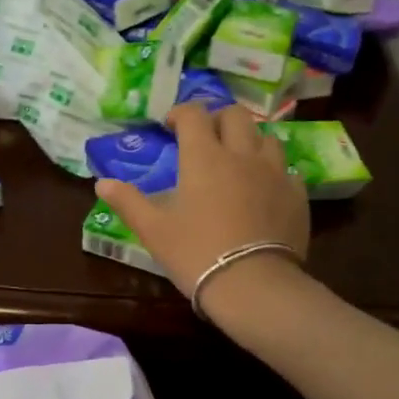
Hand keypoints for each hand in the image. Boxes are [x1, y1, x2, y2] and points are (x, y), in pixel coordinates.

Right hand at [96, 103, 309, 297]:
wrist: (253, 285)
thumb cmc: (196, 254)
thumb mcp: (153, 230)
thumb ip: (128, 202)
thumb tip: (102, 183)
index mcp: (204, 157)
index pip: (194, 114)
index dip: (181, 113)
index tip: (171, 126)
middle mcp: (242, 154)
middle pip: (235, 115)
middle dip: (218, 119)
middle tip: (205, 139)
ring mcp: (275, 173)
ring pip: (266, 138)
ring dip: (248, 141)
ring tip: (237, 162)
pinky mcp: (296, 195)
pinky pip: (286, 170)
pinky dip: (272, 173)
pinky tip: (264, 191)